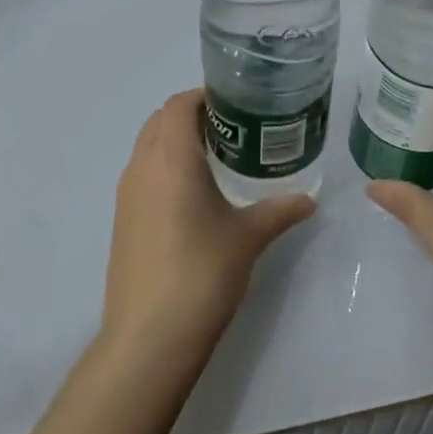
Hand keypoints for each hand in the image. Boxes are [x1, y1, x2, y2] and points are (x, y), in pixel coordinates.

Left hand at [102, 89, 315, 362]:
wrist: (150, 336)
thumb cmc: (202, 273)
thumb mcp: (248, 237)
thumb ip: (280, 211)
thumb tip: (310, 200)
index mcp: (171, 158)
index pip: (179, 105)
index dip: (204, 96)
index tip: (237, 105)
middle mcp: (142, 167)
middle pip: (160, 120)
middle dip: (192, 116)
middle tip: (233, 130)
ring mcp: (126, 194)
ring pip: (148, 147)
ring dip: (176, 142)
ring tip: (217, 160)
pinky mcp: (122, 219)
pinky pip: (143, 174)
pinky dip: (165, 167)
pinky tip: (194, 196)